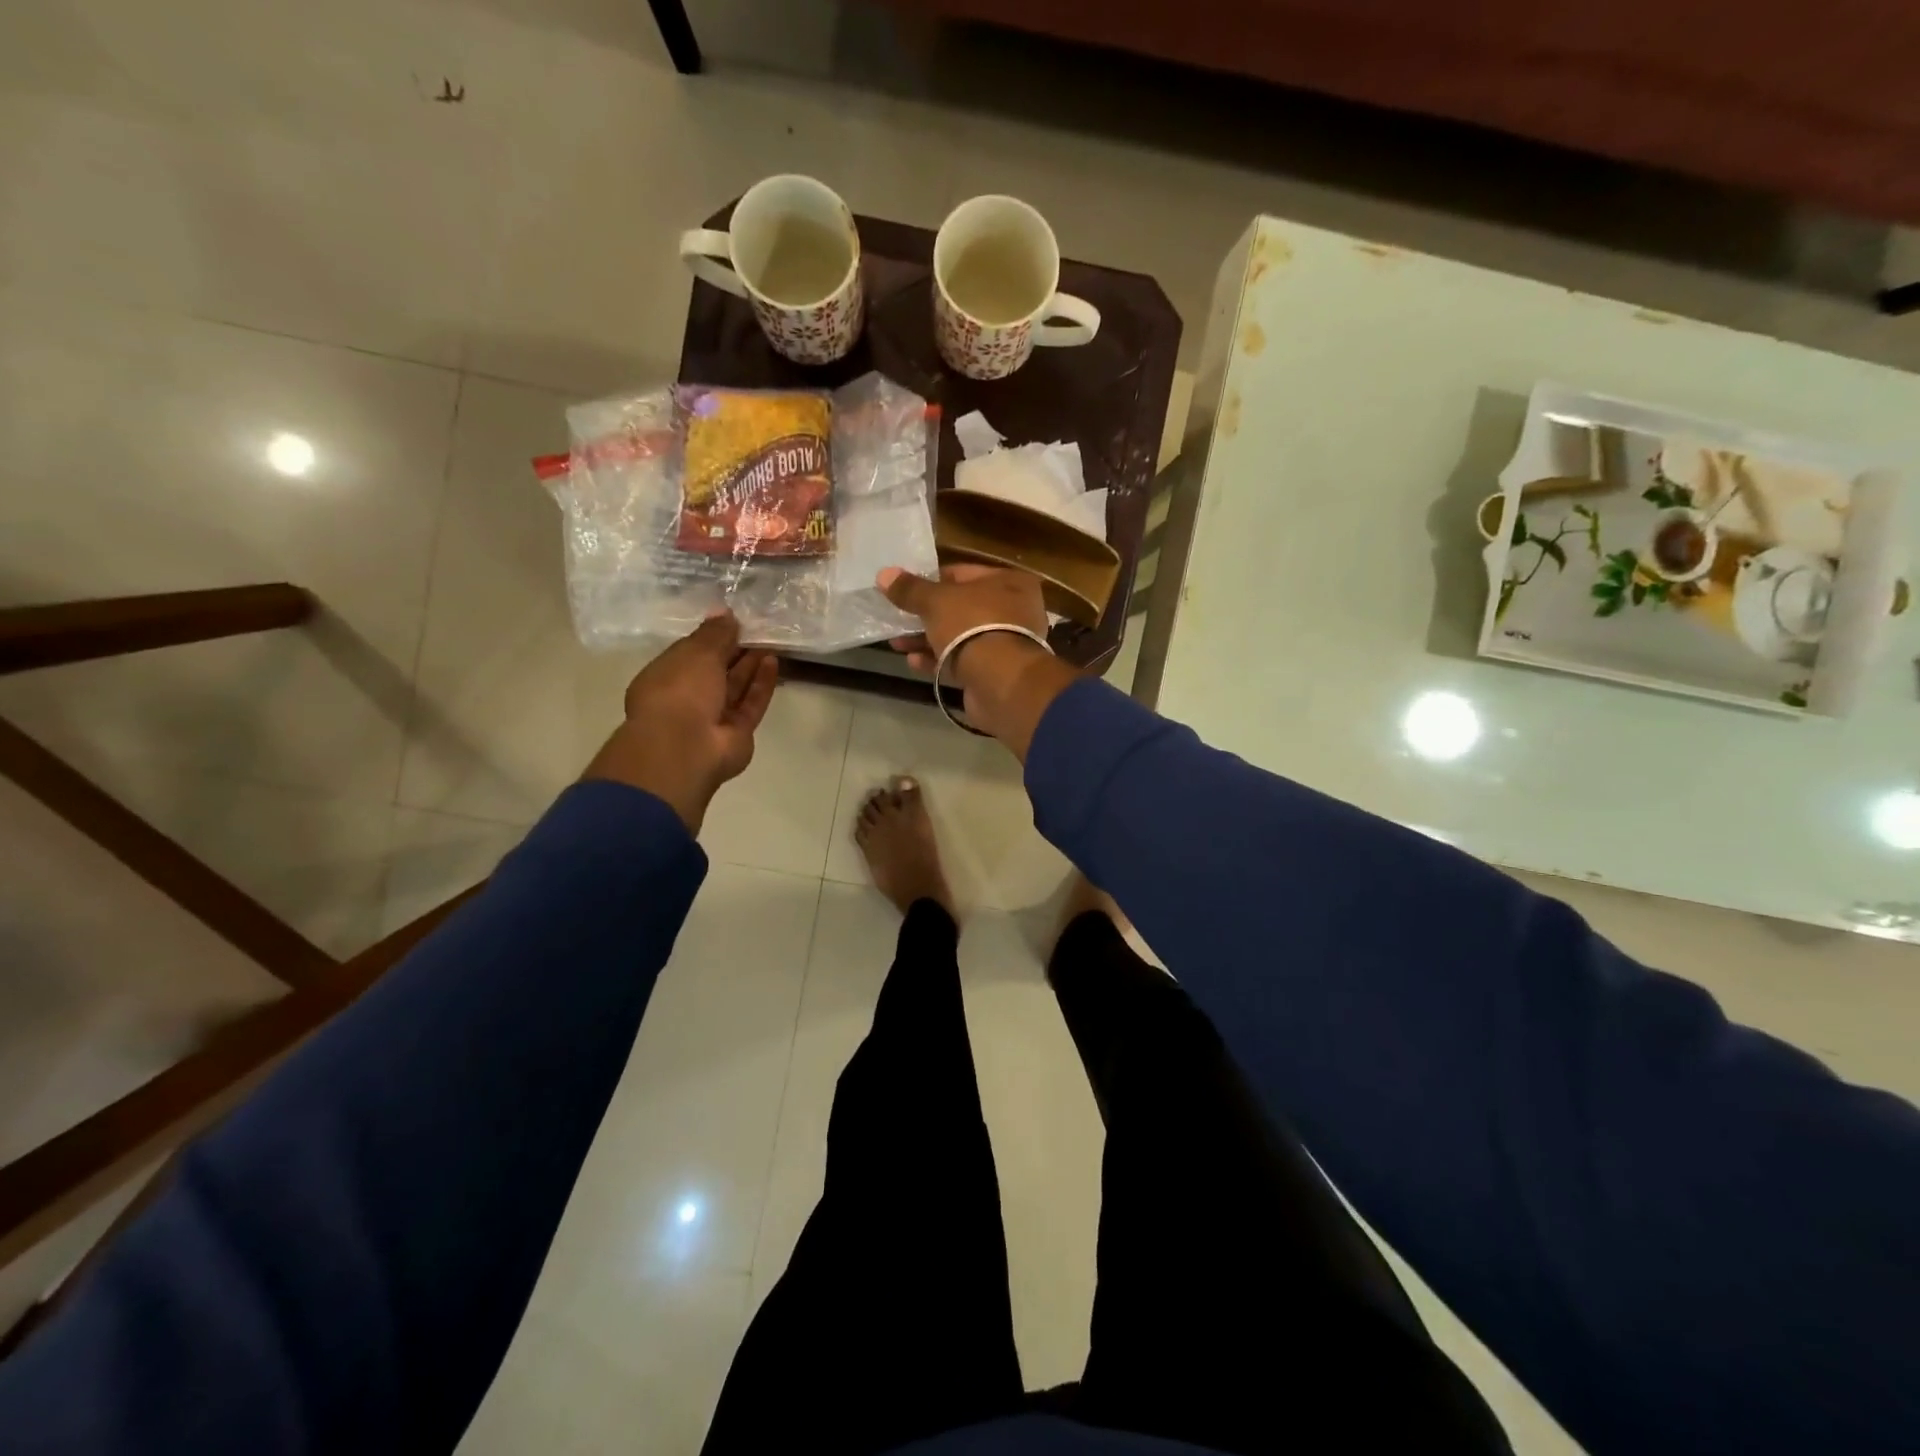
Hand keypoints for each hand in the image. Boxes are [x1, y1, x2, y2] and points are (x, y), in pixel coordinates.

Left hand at [583, 613, 779, 831]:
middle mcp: (687, 698)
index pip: (690, 653)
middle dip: (736, 651)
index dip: (712, 637)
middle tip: (758, 629)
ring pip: (735, 687)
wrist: (686, 748)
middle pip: (716, 671)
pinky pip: (750, 703)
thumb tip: (725, 612)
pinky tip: (773, 662)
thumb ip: (715, 633)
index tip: (734, 621)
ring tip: (771, 642)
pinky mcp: (737, 732)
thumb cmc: (680, 691)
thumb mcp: (696, 652)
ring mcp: (713, 718)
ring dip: (751, 665)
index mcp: (665, 677)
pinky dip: (761, 684)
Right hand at [877, 564, 1076, 758]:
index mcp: (1008, 582)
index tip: (906, 589)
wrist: (1000, 682)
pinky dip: (938, 661)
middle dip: (926, 615)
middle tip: (897, 618)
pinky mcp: (995, 672)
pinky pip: (962, 661)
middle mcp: (1013, 610)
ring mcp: (1005, 644)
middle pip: (960, 607)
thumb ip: (910, 589)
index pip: (963, 573)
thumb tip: (884, 574)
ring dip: (927, 640)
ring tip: (896, 643)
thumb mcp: (936, 601)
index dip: (932, 580)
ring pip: (959, 636)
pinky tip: (913, 662)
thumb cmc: (973, 626)